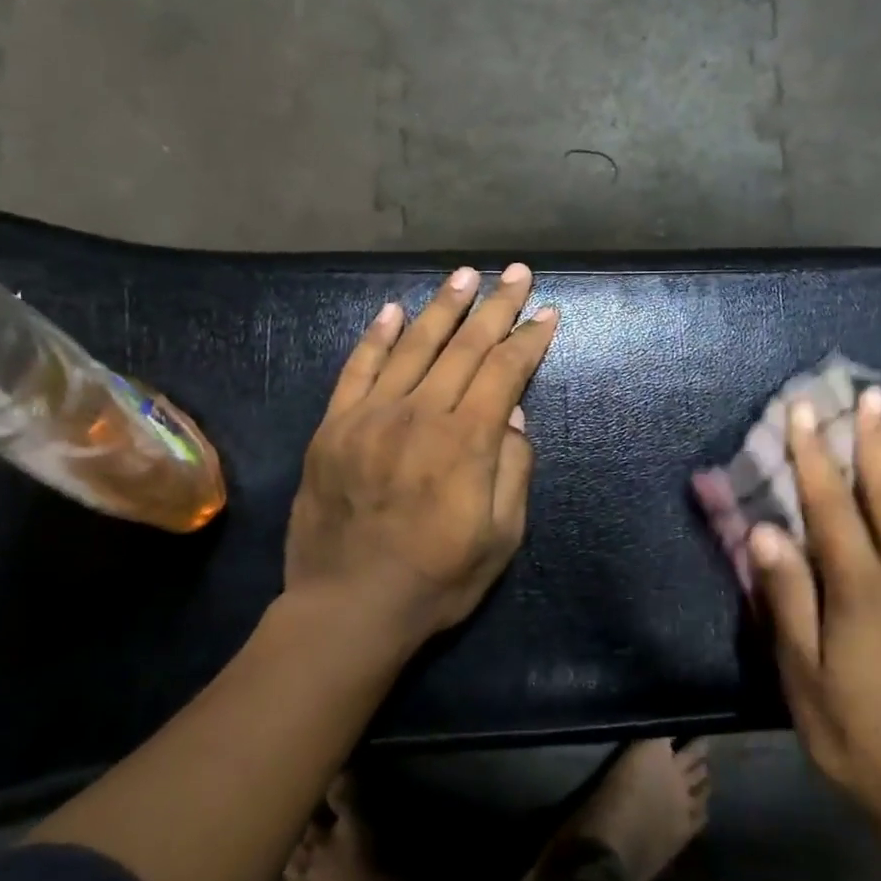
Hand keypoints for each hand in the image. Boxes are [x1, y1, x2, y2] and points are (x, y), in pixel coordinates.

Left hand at [285, 264, 557, 645]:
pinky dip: (376, 337)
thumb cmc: (437, 579)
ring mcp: (370, 417)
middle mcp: (419, 415)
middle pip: (464, 347)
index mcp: (465, 441)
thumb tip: (513, 413)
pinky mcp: (333, 428)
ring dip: (442, 307)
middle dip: (495, 307)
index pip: (504, 371)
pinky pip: (356, 369)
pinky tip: (393, 310)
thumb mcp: (501, 536)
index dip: (528, 339)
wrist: (350, 607)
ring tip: (464, 276)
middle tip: (516, 273)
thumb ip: (512, 468)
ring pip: (412, 347)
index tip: (547, 312)